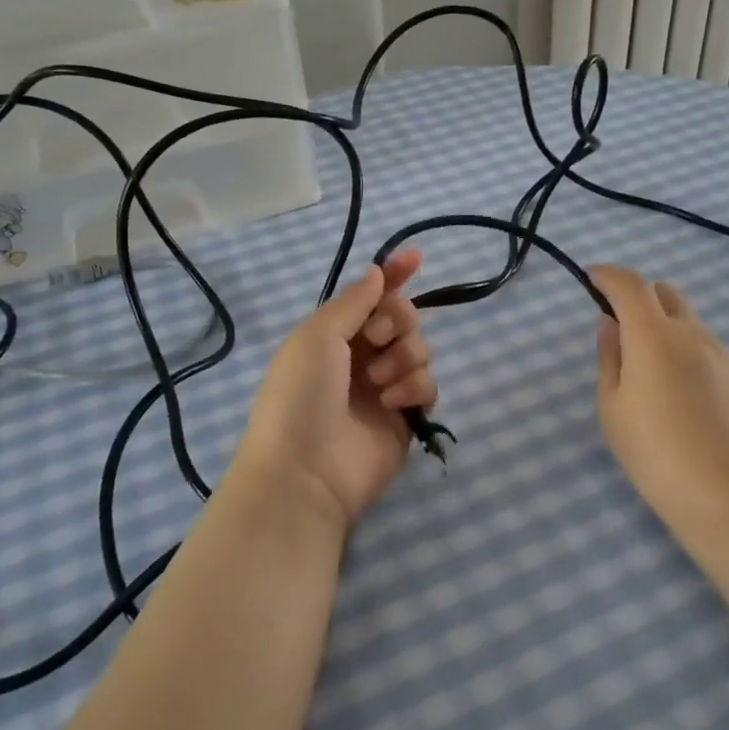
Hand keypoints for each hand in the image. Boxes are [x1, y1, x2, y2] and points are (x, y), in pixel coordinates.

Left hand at [229, 250, 438, 533]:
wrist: (304, 472)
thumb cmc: (301, 395)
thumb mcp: (318, 336)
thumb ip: (354, 302)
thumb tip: (377, 271)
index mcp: (332, 335)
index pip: (369, 296)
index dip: (392, 275)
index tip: (415, 257)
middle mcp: (359, 357)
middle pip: (401, 318)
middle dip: (397, 319)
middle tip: (377, 337)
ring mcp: (384, 388)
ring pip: (418, 349)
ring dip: (404, 356)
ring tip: (379, 382)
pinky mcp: (405, 418)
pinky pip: (427, 385)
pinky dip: (413, 388)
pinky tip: (392, 404)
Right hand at [591, 265, 728, 525]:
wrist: (727, 494)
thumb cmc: (653, 451)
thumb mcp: (611, 406)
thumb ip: (609, 357)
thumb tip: (610, 324)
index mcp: (653, 336)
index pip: (629, 284)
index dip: (609, 275)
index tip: (594, 278)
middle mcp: (694, 334)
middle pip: (667, 295)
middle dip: (643, 299)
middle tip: (628, 329)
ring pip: (695, 331)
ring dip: (674, 338)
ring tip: (666, 386)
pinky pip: (720, 361)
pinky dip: (702, 369)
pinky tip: (701, 411)